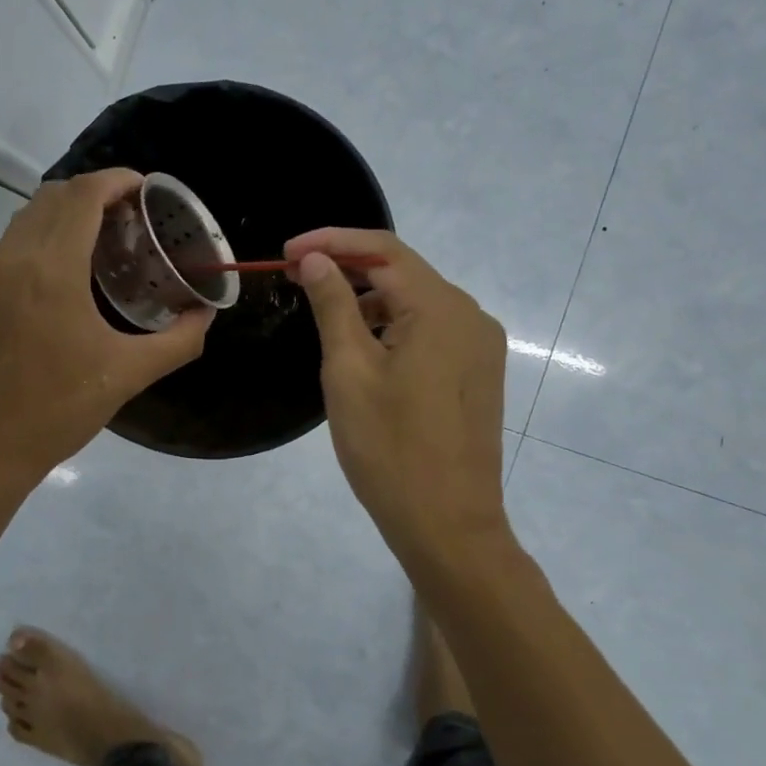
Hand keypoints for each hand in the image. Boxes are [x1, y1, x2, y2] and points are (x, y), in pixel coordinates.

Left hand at [0, 170, 211, 486]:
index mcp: (53, 268)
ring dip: (71, 209)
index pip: (84, 195)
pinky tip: (77, 264)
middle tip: (137, 216)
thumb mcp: (129, 374)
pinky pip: (20, 237)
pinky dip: (50, 230)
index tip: (149, 191)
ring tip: (111, 235)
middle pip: (57, 194)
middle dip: (98, 191)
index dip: (118, 180)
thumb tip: (206, 314)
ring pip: (33, 213)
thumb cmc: (58, 408)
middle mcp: (19, 257)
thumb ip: (178, 340)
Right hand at [285, 228, 511, 573]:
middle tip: (295, 278)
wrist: (448, 524)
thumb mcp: (349, 371)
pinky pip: (430, 330)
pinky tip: (361, 343)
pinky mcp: (477, 371)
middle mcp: (470, 315)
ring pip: (416, 301)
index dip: (331, 241)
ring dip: (369, 298)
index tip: (286, 252)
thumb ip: (333, 305)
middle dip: (348, 267)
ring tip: (322, 310)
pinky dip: (392, 325)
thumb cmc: (390, 448)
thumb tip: (315, 259)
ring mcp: (479, 345)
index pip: (383, 249)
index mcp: (441, 308)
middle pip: (403, 271)